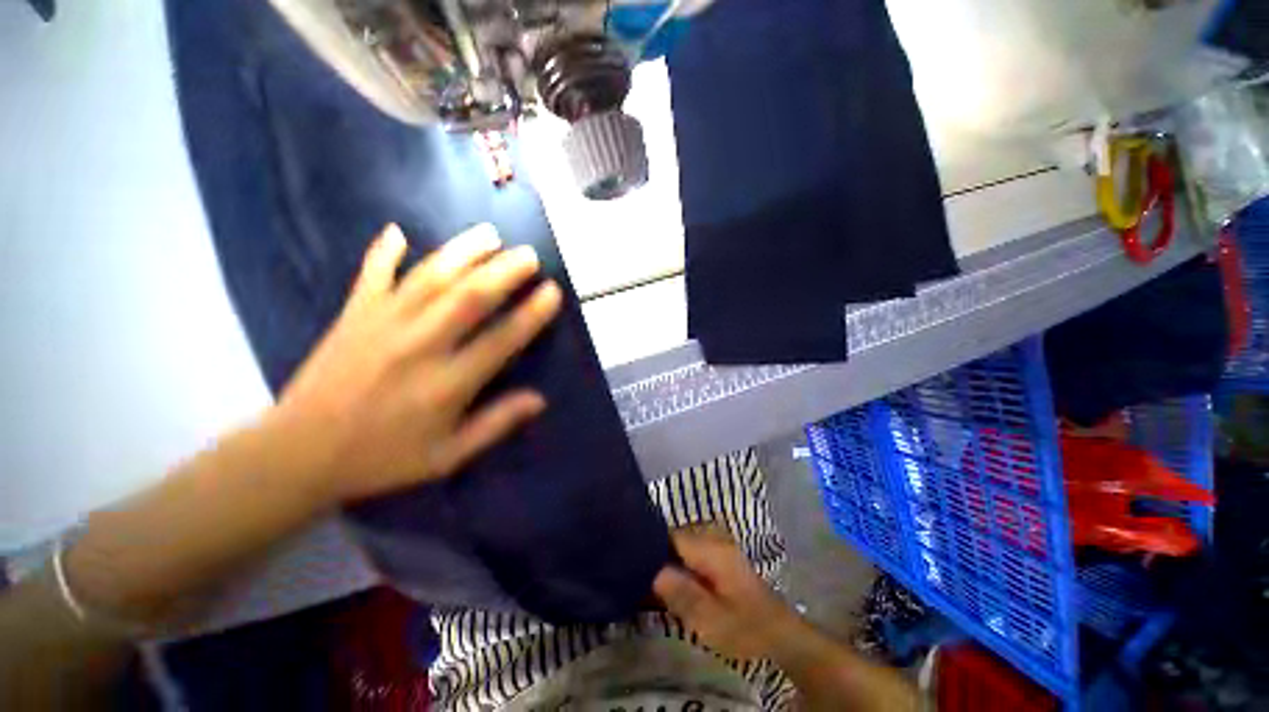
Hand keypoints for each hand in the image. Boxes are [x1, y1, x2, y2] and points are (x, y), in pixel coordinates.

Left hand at [264, 223, 561, 504]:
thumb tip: (540, 400)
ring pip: (430, 277)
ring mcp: (382, 324)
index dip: (531, 314)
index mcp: (446, 384)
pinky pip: (372, 275)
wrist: (297, 455)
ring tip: (489, 234)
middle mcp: (419, 346)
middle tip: (529, 255)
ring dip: (463, 252)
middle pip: (469, 297)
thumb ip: (495, 424)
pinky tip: (398, 231)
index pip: (501, 340)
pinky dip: (384, 251)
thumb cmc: (382, 458)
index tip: (552, 292)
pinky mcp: (352, 315)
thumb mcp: (448, 456)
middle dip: (505, 271)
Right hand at [653, 528, 803, 659]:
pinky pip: (692, 551)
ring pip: (682, 543)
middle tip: (640, 578)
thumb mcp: (711, 621)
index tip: (633, 564)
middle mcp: (715, 538)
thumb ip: (681, 593)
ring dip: (667, 559)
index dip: (650, 547)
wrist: (780, 634)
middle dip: (657, 554)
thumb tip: (652, 571)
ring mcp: (719, 545)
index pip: (671, 535)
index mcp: (712, 550)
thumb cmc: (746, 629)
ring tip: (652, 582)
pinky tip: (672, 582)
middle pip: (675, 537)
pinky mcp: (720, 556)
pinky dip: (679, 563)